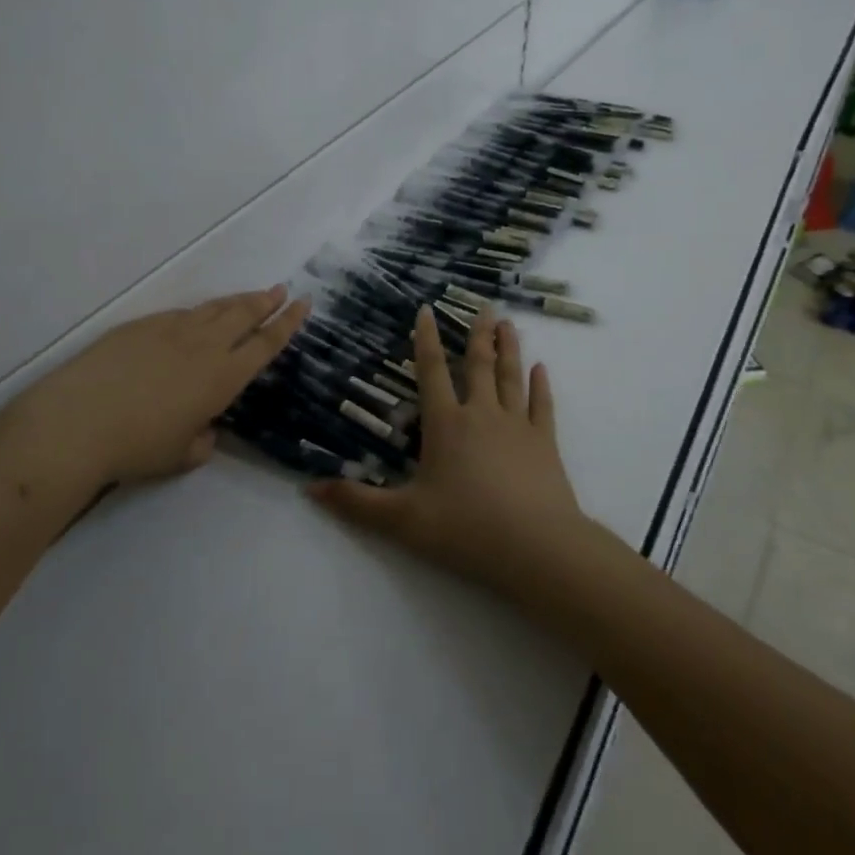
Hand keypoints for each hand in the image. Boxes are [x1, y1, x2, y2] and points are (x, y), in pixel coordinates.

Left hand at [0, 286, 309, 492]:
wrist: (78, 421)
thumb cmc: (136, 447)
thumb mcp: (180, 456)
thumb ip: (202, 442)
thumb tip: (204, 430)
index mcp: (222, 378)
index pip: (264, 344)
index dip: (287, 324)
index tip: (303, 304)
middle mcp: (203, 347)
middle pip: (243, 315)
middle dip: (266, 301)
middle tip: (281, 289)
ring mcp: (170, 331)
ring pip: (212, 309)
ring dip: (235, 302)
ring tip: (249, 296)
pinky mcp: (140, 326)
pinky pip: (180, 315)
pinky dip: (197, 313)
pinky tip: (195, 318)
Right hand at [310, 306, 589, 594]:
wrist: (537, 548)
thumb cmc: (465, 528)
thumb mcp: (402, 519)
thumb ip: (356, 502)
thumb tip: (309, 488)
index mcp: (445, 424)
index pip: (432, 371)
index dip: (426, 339)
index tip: (427, 309)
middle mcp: (481, 415)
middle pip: (478, 365)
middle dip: (478, 334)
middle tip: (485, 306)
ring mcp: (518, 427)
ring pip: (511, 377)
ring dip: (509, 349)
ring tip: (509, 324)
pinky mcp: (546, 444)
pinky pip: (542, 406)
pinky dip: (541, 386)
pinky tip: (542, 369)